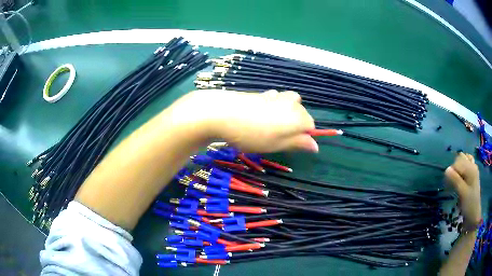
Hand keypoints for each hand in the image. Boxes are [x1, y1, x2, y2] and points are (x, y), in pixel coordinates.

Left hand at [168, 89, 317, 152]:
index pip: (311, 126)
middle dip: (295, 126)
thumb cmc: (253, 134)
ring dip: (285, 114)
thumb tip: (315, 146)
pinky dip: (274, 107)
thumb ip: (298, 143)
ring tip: (270, 126)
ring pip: (289, 104)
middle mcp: (290, 103)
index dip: (303, 137)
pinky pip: (275, 100)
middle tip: (278, 138)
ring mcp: (276, 96)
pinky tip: (260, 115)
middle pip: (301, 113)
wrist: (222, 113)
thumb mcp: (277, 144)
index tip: (289, 146)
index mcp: (298, 116)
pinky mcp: (262, 93)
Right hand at [445, 152, 480, 229]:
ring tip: (455, 179)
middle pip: (460, 159)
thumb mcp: (462, 193)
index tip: (447, 185)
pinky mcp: (473, 174)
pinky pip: (467, 163)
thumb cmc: (469, 205)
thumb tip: (446, 169)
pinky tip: (460, 175)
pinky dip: (462, 166)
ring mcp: (473, 169)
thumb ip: (455, 180)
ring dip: (458, 166)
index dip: (451, 172)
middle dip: (454, 168)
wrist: (474, 215)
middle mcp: (472, 165)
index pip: (457, 163)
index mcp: (471, 169)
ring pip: (463, 159)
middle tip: (451, 183)